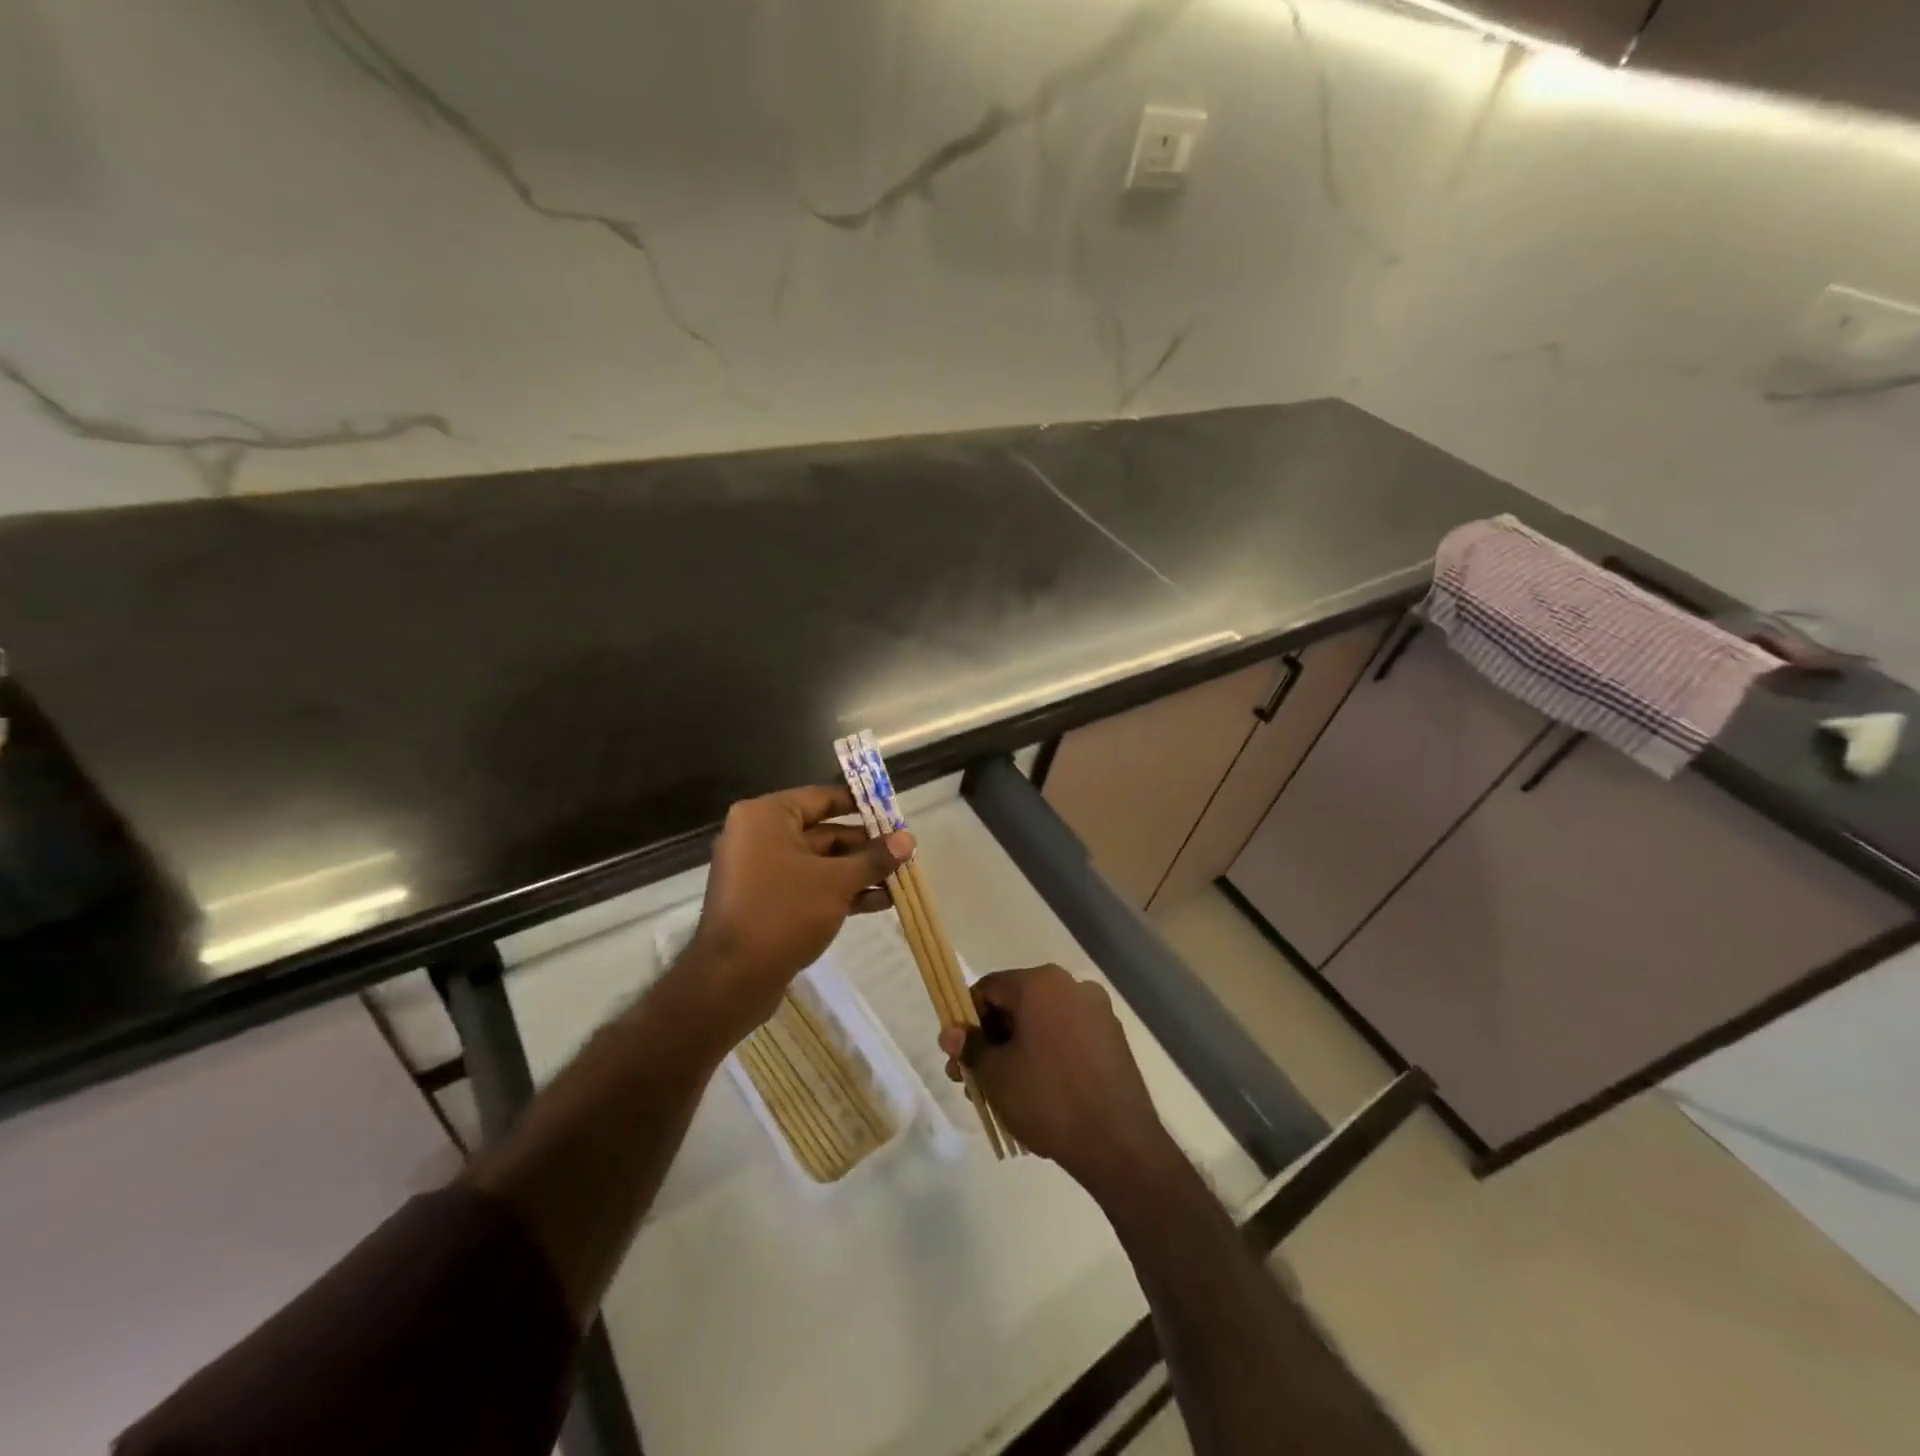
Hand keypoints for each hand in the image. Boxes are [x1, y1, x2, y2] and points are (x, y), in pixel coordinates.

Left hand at [679, 785, 911, 1049]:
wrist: (732, 979)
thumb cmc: (784, 912)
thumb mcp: (837, 882)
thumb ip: (873, 858)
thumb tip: (908, 839)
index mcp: (767, 817)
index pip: (822, 798)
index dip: (861, 805)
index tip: (894, 813)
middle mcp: (759, 836)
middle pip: (823, 832)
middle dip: (865, 846)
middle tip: (905, 853)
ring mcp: (760, 871)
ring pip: (819, 863)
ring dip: (858, 873)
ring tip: (899, 881)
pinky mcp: (765, 902)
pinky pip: (808, 886)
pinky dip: (838, 892)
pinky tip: (878, 903)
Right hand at [940, 964, 1180, 1196]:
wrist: (1118, 1144)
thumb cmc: (1047, 1098)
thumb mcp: (995, 1074)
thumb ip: (969, 1047)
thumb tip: (951, 1032)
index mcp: (1041, 983)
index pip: (989, 989)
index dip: (966, 1019)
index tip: (958, 1054)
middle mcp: (1072, 986)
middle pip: (1017, 1005)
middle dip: (991, 1040)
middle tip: (973, 1079)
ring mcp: (1098, 1012)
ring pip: (1042, 1024)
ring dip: (1017, 1050)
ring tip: (1002, 1094)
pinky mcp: (1113, 1039)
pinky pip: (1068, 1038)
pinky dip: (1047, 1056)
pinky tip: (1038, 1093)